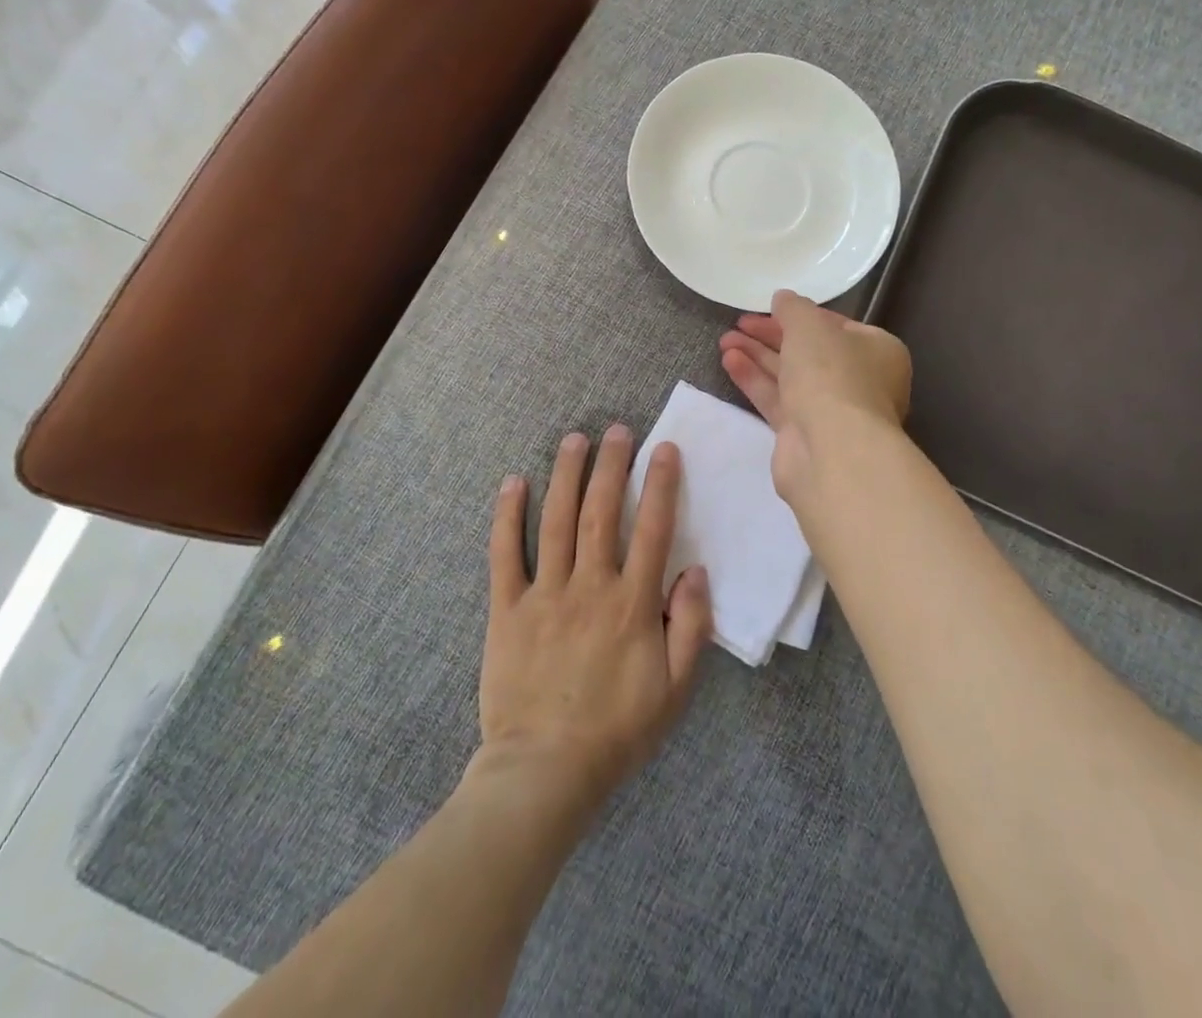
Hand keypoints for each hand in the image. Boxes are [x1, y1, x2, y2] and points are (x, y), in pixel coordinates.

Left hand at [477, 426, 711, 814]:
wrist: (545, 771)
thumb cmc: (617, 730)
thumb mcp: (676, 689)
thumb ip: (691, 627)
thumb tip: (695, 570)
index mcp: (632, 604)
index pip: (652, 528)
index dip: (660, 484)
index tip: (664, 449)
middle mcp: (590, 586)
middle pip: (601, 512)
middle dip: (611, 465)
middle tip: (617, 430)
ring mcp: (545, 594)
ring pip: (556, 521)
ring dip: (566, 475)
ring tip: (574, 439)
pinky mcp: (507, 609)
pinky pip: (505, 554)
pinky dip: (507, 516)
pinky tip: (513, 483)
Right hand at [720, 289, 912, 501]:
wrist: (831, 450)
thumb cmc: (831, 375)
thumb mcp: (810, 326)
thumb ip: (793, 308)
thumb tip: (783, 298)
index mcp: (877, 351)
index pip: (836, 326)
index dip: (801, 315)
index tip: (769, 307)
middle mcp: (859, 381)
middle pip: (810, 352)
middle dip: (772, 336)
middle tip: (739, 323)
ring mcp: (832, 411)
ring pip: (790, 377)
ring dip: (758, 356)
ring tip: (724, 340)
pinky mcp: (804, 435)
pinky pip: (777, 400)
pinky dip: (755, 380)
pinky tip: (729, 361)